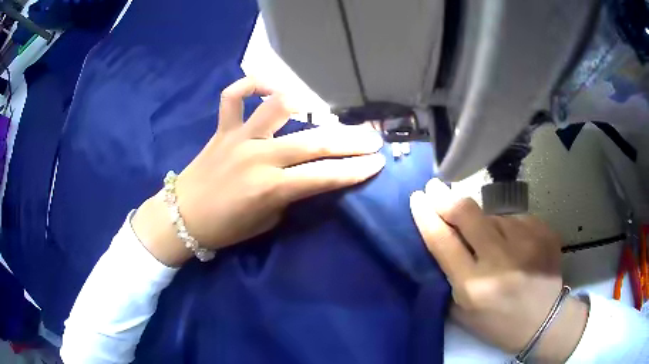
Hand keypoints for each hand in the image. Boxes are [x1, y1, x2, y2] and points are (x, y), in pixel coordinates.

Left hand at [133, 77, 384, 265]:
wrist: (182, 217)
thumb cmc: (225, 228)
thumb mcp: (267, 221)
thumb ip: (290, 195)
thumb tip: (307, 176)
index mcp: (271, 188)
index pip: (325, 175)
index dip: (356, 170)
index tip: (378, 163)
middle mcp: (259, 157)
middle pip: (314, 141)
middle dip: (351, 141)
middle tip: (372, 138)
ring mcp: (239, 137)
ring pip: (279, 107)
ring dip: (306, 105)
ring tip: (322, 110)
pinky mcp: (222, 128)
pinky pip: (233, 96)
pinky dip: (251, 85)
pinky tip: (268, 86)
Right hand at [410, 179, 587, 361]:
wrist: (544, 320)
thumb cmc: (499, 324)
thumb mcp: (464, 312)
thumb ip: (451, 277)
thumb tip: (444, 238)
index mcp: (474, 286)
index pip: (442, 241)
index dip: (426, 215)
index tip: (417, 197)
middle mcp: (500, 260)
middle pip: (467, 213)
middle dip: (446, 197)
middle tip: (436, 188)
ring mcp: (526, 241)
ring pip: (494, 215)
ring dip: (485, 223)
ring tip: (495, 245)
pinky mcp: (544, 231)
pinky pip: (516, 219)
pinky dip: (510, 229)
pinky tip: (518, 247)